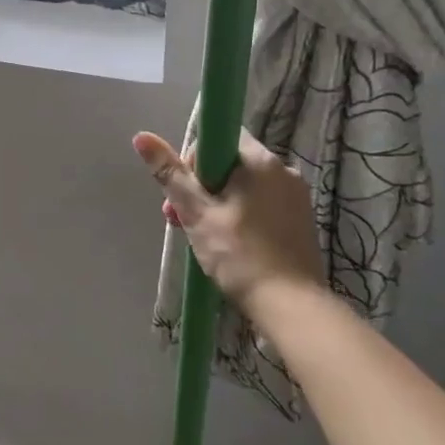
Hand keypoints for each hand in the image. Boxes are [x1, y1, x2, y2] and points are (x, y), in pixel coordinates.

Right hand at [133, 129, 327, 313]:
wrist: (292, 307)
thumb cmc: (240, 256)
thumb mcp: (197, 214)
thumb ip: (171, 174)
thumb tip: (142, 137)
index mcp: (261, 160)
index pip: (220, 137)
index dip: (195, 159)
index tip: (185, 190)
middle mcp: (284, 170)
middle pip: (231, 164)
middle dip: (202, 187)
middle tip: (181, 220)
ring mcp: (297, 196)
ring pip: (246, 187)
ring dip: (219, 204)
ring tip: (202, 238)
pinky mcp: (302, 220)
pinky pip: (263, 205)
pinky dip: (243, 217)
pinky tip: (232, 246)